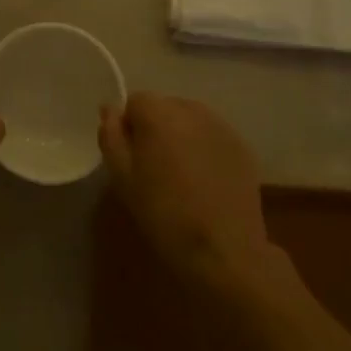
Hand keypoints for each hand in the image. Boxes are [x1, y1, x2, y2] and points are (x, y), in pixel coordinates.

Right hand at [99, 92, 272, 286]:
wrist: (224, 249)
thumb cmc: (164, 213)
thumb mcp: (123, 178)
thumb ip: (111, 136)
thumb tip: (110, 110)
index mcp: (158, 112)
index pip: (134, 102)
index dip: (128, 127)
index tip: (131, 158)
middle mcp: (191, 108)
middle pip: (163, 107)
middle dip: (155, 129)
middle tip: (154, 168)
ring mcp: (220, 125)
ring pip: (189, 120)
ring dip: (181, 136)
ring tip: (181, 175)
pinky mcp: (241, 145)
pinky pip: (212, 136)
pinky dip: (204, 148)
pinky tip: (205, 181)